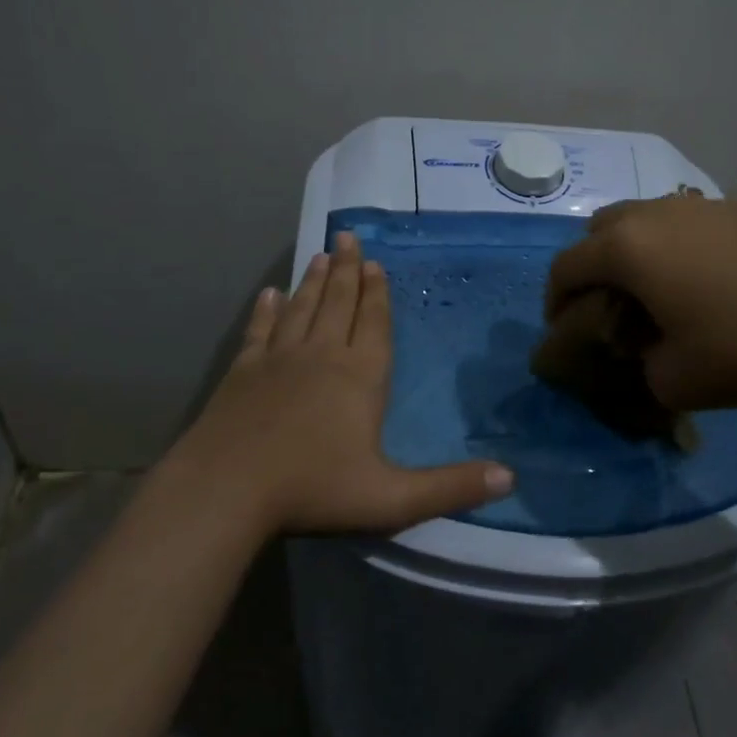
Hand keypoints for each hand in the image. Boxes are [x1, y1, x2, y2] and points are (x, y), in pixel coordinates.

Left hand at [161, 231, 513, 533]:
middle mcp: (320, 356)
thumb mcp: (392, 499)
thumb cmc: (313, 491)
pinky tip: (269, 295)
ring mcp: (277, 361)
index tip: (376, 264)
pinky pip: (259, 331)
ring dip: (314, 282)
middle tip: (348, 237)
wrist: (226, 491)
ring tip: (322, 256)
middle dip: (348, 270)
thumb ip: (450, 488)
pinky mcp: (241, 373)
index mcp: (359, 377)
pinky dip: (266, 311)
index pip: (373, 324)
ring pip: (301, 309)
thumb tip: (510, 478)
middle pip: (338, 304)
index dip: (377, 294)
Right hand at [544, 197, 736, 408]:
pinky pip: (692, 222)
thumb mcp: (674, 381)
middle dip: (591, 266)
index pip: (565, 267)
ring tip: (660, 291)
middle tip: (607, 305)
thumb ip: (639, 366)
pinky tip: (714, 281)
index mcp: (627, 249)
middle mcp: (656, 214)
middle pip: (600, 229)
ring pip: (647, 218)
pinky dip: (681, 246)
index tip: (565, 329)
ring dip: (637, 251)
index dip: (554, 301)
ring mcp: (703, 205)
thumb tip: (646, 351)